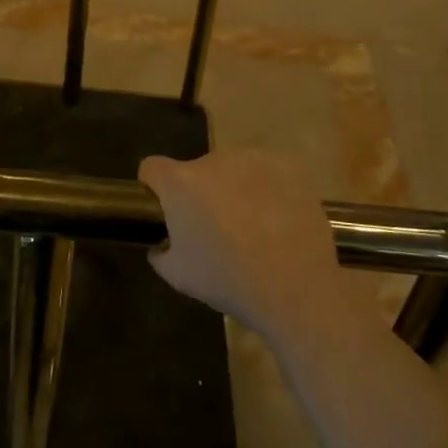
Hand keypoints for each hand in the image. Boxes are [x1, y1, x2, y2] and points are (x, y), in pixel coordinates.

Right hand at [139, 150, 355, 348]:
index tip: (166, 210)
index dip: (155, 187)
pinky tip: (278, 219)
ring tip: (253, 226)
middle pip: (197, 171)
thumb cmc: (228, 281)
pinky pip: (266, 172)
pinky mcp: (287, 166)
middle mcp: (214, 160)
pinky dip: (267, 188)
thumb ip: (160, 252)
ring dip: (234, 188)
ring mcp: (253, 159)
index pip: (152, 168)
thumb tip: (162, 243)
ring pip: (233, 169)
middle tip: (217, 228)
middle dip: (202, 193)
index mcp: (181, 183)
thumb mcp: (178, 276)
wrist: (295, 288)